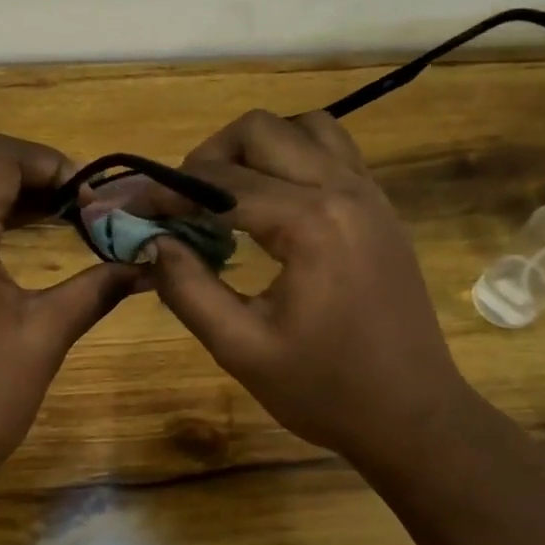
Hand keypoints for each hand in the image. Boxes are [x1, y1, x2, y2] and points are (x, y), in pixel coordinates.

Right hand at [145, 110, 466, 467]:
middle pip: (260, 131)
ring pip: (302, 128)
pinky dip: (291, 159)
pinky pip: (332, 152)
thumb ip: (187, 288)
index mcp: (310, 223)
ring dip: (255, 149)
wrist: (414, 417)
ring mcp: (370, 194)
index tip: (130, 208)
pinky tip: (271, 204)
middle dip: (208, 157)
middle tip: (181, 203)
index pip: (219, 182)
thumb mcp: (241, 348)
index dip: (165, 191)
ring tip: (227, 195)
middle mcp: (344, 190)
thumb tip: (151, 242)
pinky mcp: (380, 209)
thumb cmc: (325, 390)